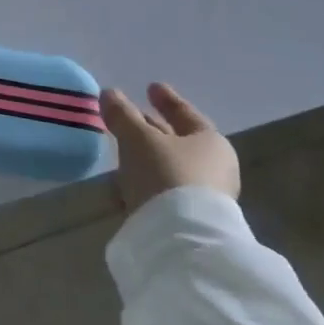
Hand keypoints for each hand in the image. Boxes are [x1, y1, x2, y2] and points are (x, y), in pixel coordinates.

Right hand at [100, 83, 239, 213]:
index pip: (185, 113)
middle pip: (178, 140)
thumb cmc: (166, 174)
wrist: (181, 238)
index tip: (151, 86)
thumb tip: (109, 93)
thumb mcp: (138, 139)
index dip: (166, 99)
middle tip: (131, 117)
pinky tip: (125, 181)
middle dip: (152, 129)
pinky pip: (163, 188)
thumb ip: (123, 115)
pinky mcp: (188, 218)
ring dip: (146, 156)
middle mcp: (214, 167)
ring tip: (121, 149)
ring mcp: (204, 195)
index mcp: (211, 142)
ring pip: (169, 165)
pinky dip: (146, 179)